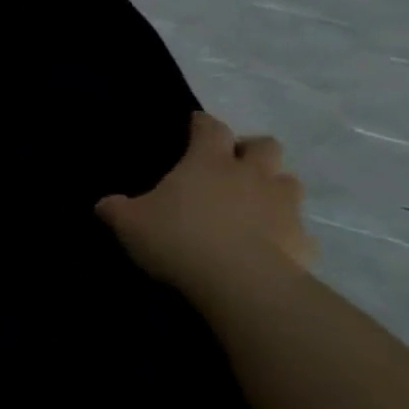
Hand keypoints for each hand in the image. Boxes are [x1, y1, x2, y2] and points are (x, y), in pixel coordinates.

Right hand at [96, 112, 313, 292]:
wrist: (241, 284)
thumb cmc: (179, 239)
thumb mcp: (130, 224)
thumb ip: (116, 209)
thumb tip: (105, 204)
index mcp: (209, 162)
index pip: (210, 127)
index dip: (202, 124)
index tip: (195, 126)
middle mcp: (251, 174)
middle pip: (265, 145)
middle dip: (251, 150)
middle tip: (233, 166)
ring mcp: (283, 207)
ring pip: (289, 183)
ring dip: (274, 188)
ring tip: (255, 204)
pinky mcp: (303, 242)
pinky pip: (298, 232)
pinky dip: (286, 236)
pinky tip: (271, 249)